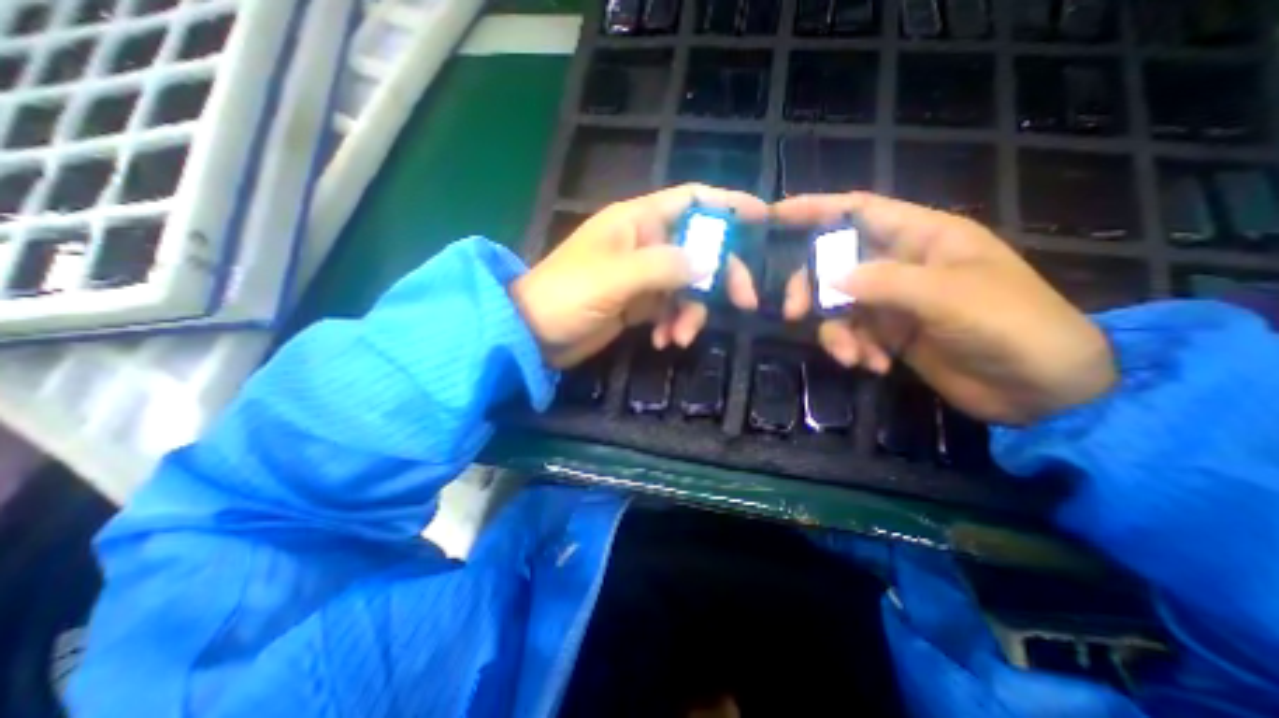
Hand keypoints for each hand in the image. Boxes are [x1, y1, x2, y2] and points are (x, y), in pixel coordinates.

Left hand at [510, 181, 769, 369]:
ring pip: (687, 286)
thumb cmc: (566, 296)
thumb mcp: (615, 278)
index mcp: (637, 221)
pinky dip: (672, 325)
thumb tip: (709, 262)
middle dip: (721, 276)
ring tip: (678, 338)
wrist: (534, 334)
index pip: (691, 200)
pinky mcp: (638, 304)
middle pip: (699, 249)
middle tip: (744, 302)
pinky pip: (670, 309)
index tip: (762, 218)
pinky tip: (661, 342)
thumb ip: (663, 267)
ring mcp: (643, 276)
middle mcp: (645, 243)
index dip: (727, 204)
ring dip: (691, 313)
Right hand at [768, 192, 1121, 425]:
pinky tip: (875, 366)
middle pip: (834, 263)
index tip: (774, 215)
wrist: (1041, 391)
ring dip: (837, 332)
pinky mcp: (888, 333)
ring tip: (854, 357)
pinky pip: (851, 334)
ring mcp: (891, 301)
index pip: (859, 210)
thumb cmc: (1013, 327)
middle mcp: (900, 264)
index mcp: (922, 237)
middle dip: (811, 288)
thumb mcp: (952, 298)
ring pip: (837, 305)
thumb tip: (828, 279)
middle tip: (795, 314)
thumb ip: (887, 283)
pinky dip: (854, 350)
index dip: (816, 208)